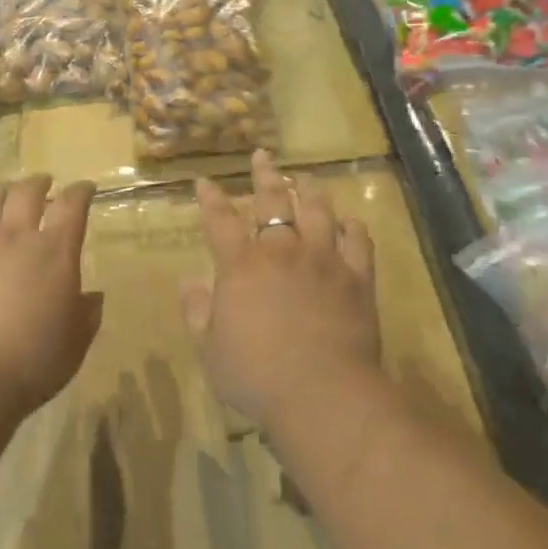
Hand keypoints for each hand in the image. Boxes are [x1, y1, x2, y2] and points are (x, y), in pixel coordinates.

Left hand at [0, 176, 102, 414]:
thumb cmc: (32, 362)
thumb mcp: (75, 343)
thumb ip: (86, 314)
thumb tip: (92, 296)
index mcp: (54, 252)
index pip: (72, 206)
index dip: (80, 192)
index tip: (84, 188)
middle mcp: (13, 236)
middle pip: (26, 192)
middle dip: (38, 183)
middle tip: (43, 184)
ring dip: (0, 192)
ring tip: (3, 194)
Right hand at [184, 151, 380, 426]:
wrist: (322, 393)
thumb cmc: (255, 374)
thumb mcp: (209, 348)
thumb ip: (197, 311)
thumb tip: (189, 283)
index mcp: (241, 265)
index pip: (220, 221)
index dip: (211, 199)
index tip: (205, 181)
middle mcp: (282, 251)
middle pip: (272, 201)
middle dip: (264, 176)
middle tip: (262, 156)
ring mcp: (324, 260)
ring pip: (318, 211)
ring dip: (309, 190)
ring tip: (306, 178)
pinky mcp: (357, 278)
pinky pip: (358, 242)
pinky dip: (353, 227)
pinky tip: (349, 221)